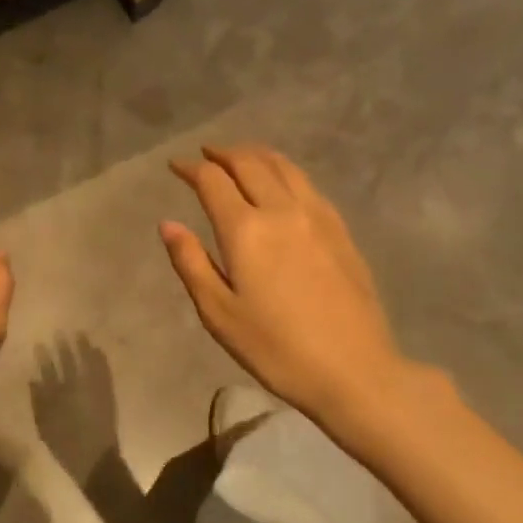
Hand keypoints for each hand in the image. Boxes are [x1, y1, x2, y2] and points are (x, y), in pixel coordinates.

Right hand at [29, 334, 120, 479]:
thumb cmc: (66, 447)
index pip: (48, 371)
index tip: (40, 344)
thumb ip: (38, 403)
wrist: (95, 461)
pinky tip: (98, 350)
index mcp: (57, 397)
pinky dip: (100, 360)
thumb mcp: (44, 428)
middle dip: (64, 347)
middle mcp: (74, 388)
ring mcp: (93, 390)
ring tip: (80, 334)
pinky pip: (104, 372)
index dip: (44, 357)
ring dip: (83, 348)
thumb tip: (34, 380)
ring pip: (87, 363)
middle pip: (68, 363)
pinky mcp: (107, 394)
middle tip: (60, 332)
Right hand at [160, 145, 405, 430]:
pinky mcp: (340, 230)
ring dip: (256, 155)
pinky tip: (282, 184)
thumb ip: (191, 263)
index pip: (213, 181)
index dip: (191, 168)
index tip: (176, 166)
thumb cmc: (275, 348)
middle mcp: (281, 210)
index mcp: (246, 230)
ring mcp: (317, 217)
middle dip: (223, 153)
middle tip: (205, 154)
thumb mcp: (219, 313)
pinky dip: (285, 171)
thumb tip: (168, 223)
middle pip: (250, 163)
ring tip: (241, 157)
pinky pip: (308, 184)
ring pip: (284, 167)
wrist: (353, 369)